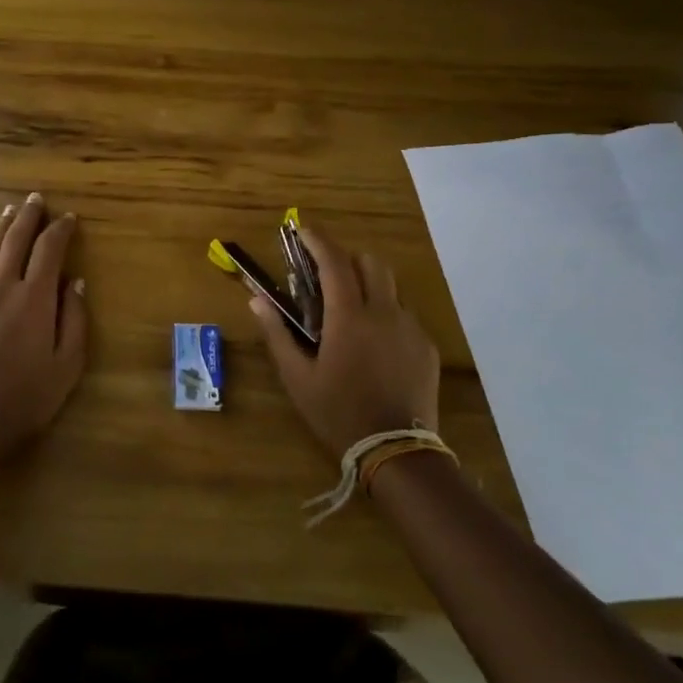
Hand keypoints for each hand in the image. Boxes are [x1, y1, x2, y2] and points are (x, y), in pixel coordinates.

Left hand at [0, 193, 87, 463]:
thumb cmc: (29, 397)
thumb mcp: (68, 363)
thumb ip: (75, 318)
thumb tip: (76, 282)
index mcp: (35, 298)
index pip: (50, 250)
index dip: (60, 230)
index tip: (69, 218)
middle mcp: (3, 288)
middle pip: (16, 241)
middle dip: (29, 217)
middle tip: (36, 199)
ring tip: (8, 211)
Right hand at [245, 227, 441, 460]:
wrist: (396, 452)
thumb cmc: (338, 412)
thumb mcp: (297, 377)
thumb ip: (277, 333)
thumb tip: (256, 299)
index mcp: (349, 317)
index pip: (334, 261)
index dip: (318, 240)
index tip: (303, 230)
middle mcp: (384, 313)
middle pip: (371, 263)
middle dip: (347, 258)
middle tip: (326, 274)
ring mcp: (411, 329)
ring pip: (391, 287)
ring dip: (368, 285)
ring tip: (350, 310)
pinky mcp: (426, 347)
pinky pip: (404, 315)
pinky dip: (385, 313)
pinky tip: (373, 343)